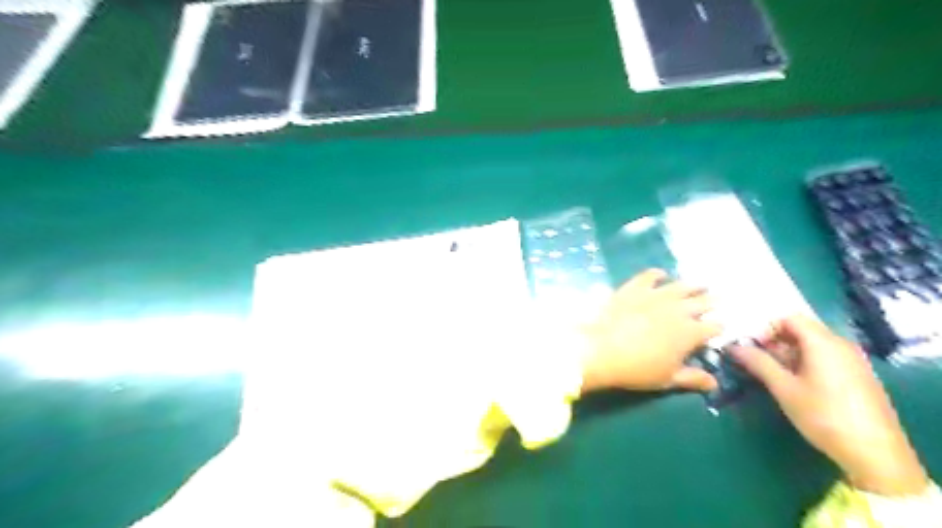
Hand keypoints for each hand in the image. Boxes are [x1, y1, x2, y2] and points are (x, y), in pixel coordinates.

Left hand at [583, 270, 722, 393]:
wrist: (600, 349)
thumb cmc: (637, 369)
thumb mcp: (667, 379)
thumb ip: (692, 378)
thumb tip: (714, 383)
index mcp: (690, 332)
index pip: (715, 327)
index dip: (718, 328)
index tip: (717, 330)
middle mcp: (679, 309)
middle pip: (703, 302)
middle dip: (712, 302)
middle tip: (717, 300)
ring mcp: (656, 295)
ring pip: (681, 286)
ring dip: (692, 286)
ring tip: (699, 285)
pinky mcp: (635, 287)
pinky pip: (650, 275)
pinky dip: (658, 274)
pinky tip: (661, 275)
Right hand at [726, 316, 924, 495]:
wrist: (876, 455)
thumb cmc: (823, 416)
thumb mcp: (784, 389)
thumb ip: (758, 363)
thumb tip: (734, 347)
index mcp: (823, 343)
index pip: (789, 318)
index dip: (766, 328)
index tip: (751, 347)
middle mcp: (840, 345)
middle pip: (801, 330)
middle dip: (774, 341)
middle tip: (755, 360)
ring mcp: (853, 361)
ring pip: (812, 345)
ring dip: (788, 353)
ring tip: (771, 373)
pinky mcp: (858, 376)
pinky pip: (825, 358)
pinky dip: (805, 362)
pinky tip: (795, 384)